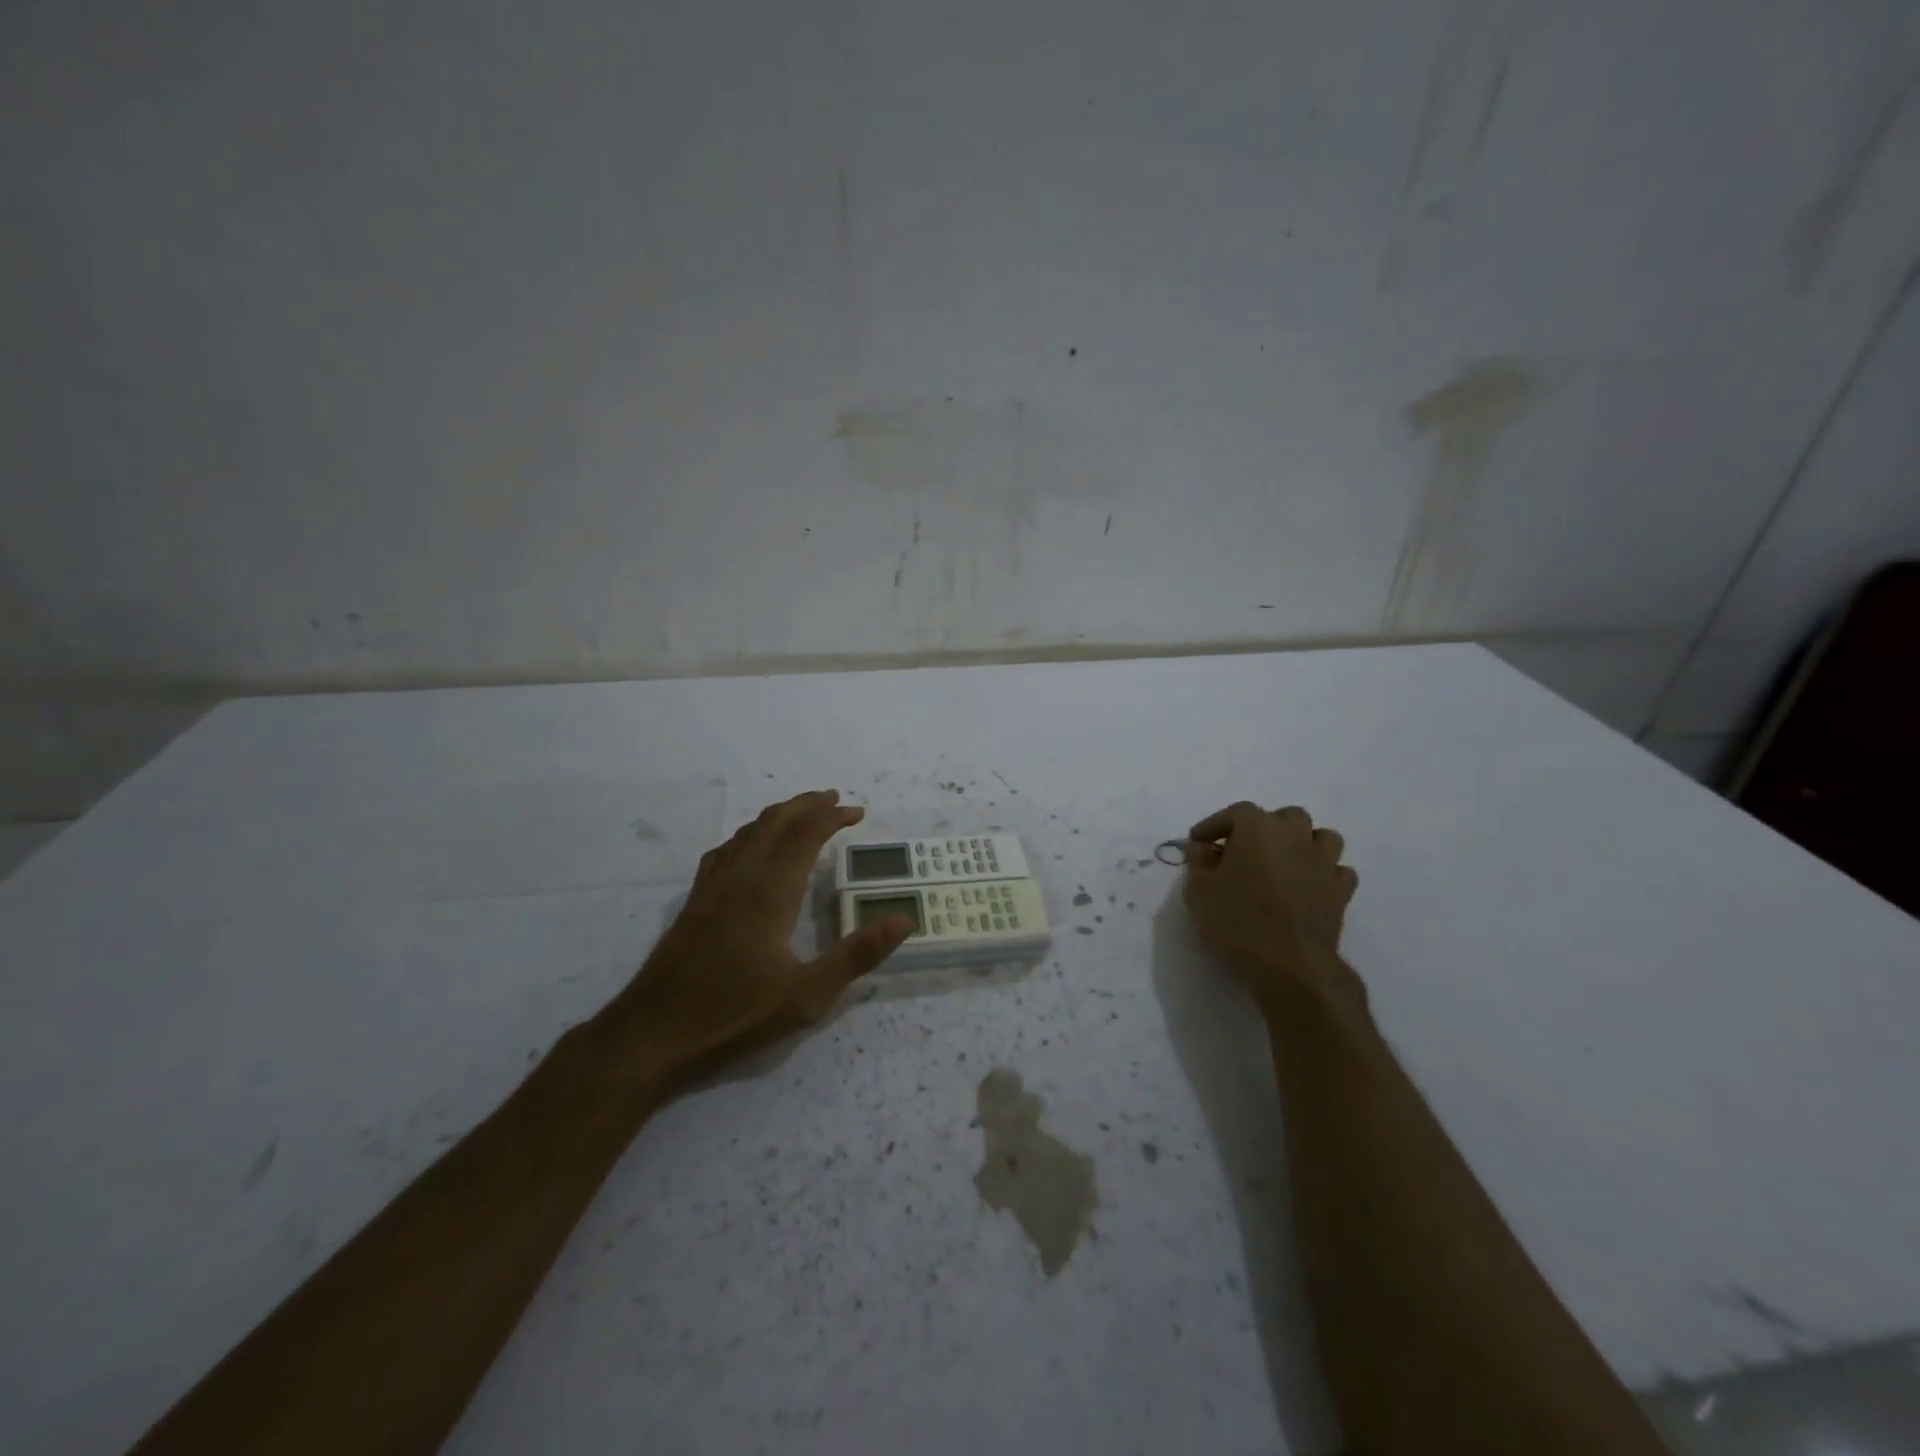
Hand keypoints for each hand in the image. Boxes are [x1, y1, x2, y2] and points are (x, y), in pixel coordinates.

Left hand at [600, 791, 912, 1088]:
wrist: (652, 1035)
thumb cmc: (734, 1016)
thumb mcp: (807, 997)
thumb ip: (857, 955)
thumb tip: (903, 919)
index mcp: (770, 892)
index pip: (805, 835)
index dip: (832, 817)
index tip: (857, 812)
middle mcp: (741, 877)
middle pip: (776, 822)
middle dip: (808, 805)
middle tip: (836, 800)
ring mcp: (712, 886)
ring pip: (749, 832)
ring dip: (780, 815)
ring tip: (803, 813)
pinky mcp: (695, 901)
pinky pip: (726, 850)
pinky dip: (749, 834)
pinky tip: (751, 846)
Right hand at [1183, 802, 1362, 1016]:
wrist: (1289, 963)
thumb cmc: (1237, 920)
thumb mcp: (1199, 890)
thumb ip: (1199, 863)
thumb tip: (1201, 848)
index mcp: (1257, 827)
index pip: (1235, 813)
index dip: (1214, 825)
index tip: (1198, 843)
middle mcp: (1294, 835)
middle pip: (1285, 817)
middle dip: (1265, 828)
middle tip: (1245, 851)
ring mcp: (1323, 862)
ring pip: (1321, 837)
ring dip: (1303, 844)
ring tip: (1285, 863)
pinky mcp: (1341, 890)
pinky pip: (1337, 870)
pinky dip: (1324, 873)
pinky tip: (1309, 886)